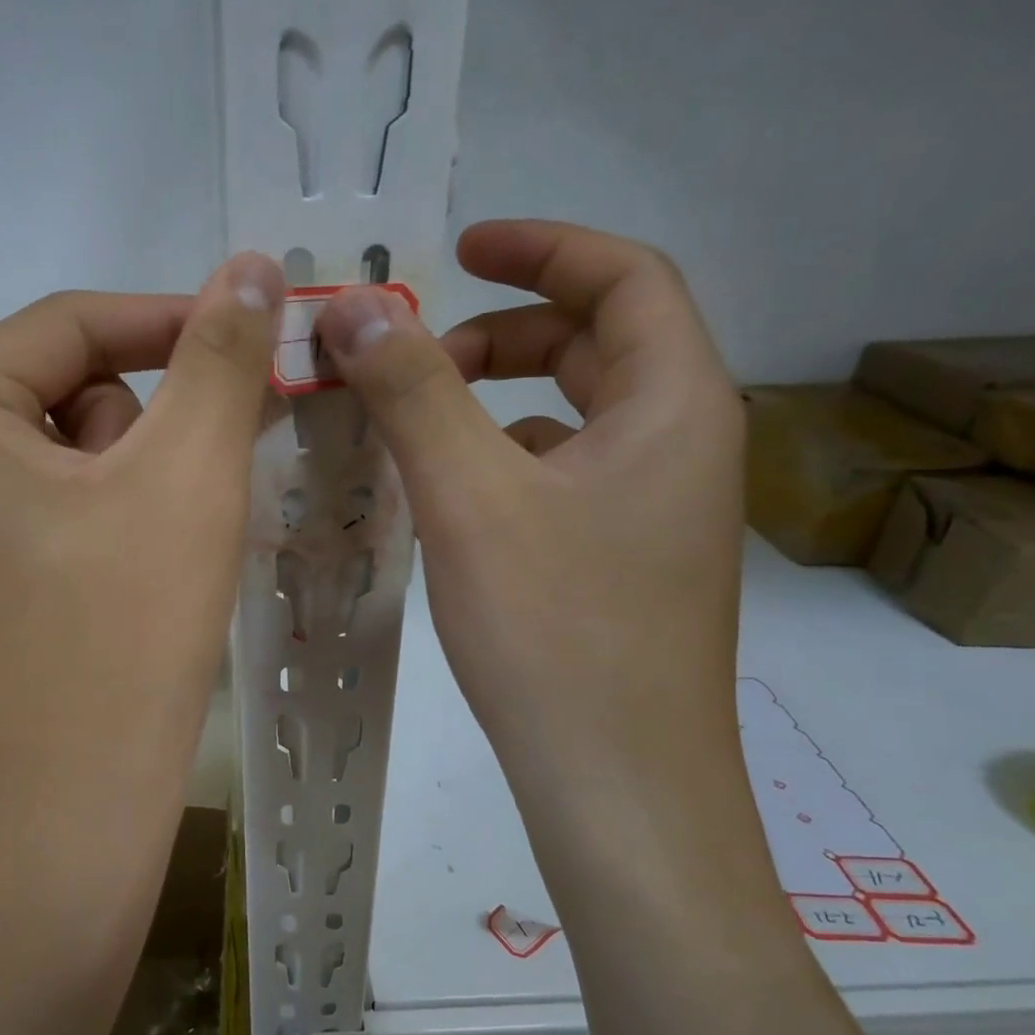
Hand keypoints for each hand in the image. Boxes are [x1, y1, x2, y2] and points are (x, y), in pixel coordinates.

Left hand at [0, 253, 285, 912]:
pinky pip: (33, 512)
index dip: (172, 321)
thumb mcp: (187, 477)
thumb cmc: (124, 639)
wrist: (65, 817)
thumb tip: (253, 264)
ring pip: (52, 454)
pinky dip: (94, 524)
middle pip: (57, 390)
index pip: (68, 324)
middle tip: (185, 500)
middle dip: (140, 430)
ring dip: (122, 482)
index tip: (255, 335)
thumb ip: (221, 356)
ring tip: (151, 559)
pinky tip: (119, 588)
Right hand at [313, 220, 745, 819]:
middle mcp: (679, 445)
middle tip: (414, 356)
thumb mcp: (472, 498)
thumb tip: (355, 308)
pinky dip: (502, 460)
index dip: (542, 247)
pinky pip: (561, 476)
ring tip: (414, 423)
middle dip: (502, 333)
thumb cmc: (555, 633)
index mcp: (674, 405)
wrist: (617, 787)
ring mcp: (653, 510)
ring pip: (573, 416)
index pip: (624, 277)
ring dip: (495, 400)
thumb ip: (414, 392)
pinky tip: (448, 496)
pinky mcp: (621, 560)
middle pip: (598, 344)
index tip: (460, 248)